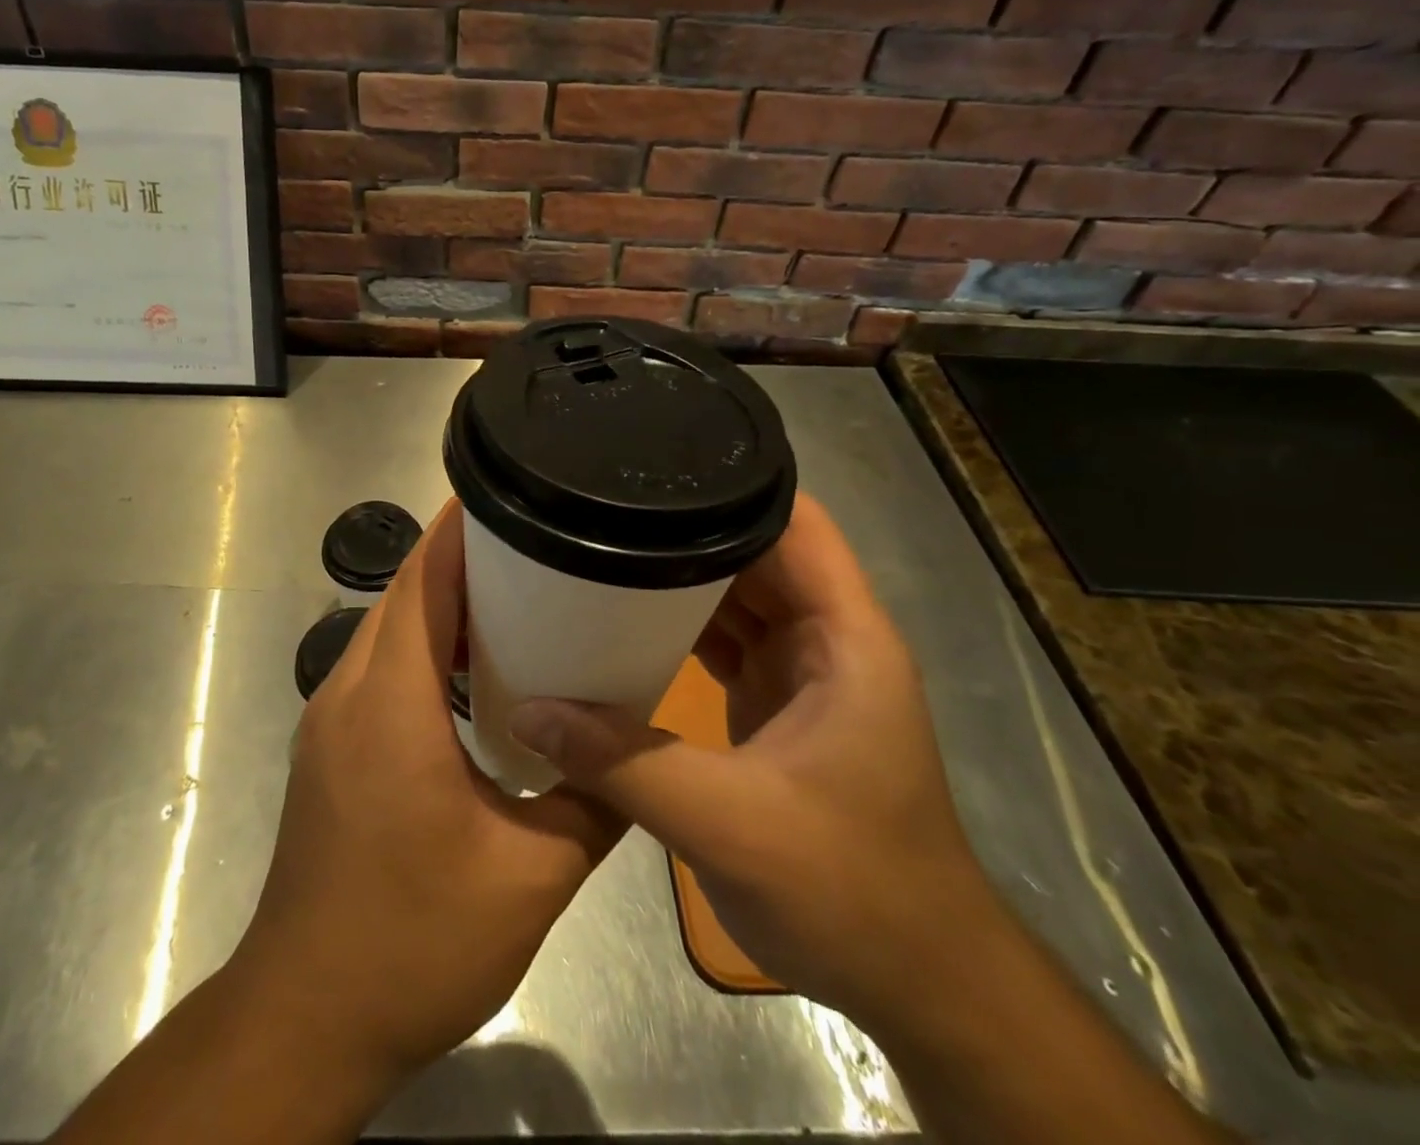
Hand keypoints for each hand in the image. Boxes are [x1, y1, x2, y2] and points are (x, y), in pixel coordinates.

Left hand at [236, 500, 623, 1083]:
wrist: (306, 1017)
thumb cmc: (413, 940)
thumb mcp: (530, 878)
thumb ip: (592, 804)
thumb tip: (634, 754)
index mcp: (392, 702)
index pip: (422, 581)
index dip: (460, 531)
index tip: (506, 494)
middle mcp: (350, 691)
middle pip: (404, 593)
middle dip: (460, 556)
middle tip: (532, 542)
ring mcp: (331, 719)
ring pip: (388, 628)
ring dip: (440, 601)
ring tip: (514, 594)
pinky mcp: (330, 748)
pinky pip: (380, 666)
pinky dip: (424, 645)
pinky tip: (473, 673)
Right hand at [507, 493, 999, 1033]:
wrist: (914, 980)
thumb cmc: (853, 890)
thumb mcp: (731, 824)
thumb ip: (626, 763)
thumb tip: (530, 710)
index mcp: (845, 636)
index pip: (797, 522)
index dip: (737, 482)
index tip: (659, 463)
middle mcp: (826, 637)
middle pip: (756, 549)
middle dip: (687, 523)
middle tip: (604, 501)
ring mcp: (801, 671)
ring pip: (736, 592)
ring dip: (678, 573)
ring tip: (602, 542)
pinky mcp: (776, 704)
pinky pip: (723, 638)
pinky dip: (679, 622)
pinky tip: (624, 615)